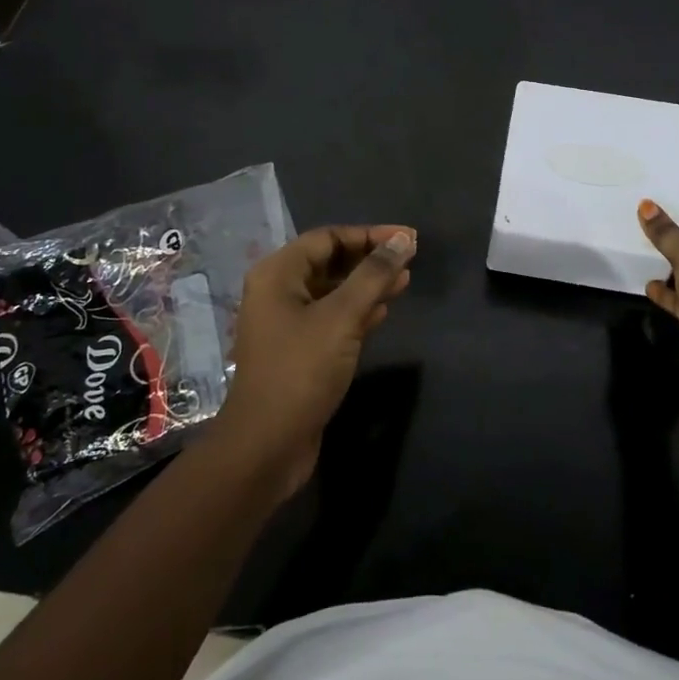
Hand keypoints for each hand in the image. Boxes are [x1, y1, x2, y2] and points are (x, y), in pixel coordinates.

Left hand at [214, 225, 415, 499]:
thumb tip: (403, 239)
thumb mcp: (342, 317)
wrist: (267, 445)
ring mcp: (287, 323)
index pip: (328, 238)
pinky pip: (332, 317)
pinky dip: (358, 311)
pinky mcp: (299, 350)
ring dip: (368, 285)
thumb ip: (374, 275)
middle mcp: (278, 292)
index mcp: (278, 274)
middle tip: (410, 260)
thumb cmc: (301, 370)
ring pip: (334, 291)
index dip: (370, 235)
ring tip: (405, 282)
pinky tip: (384, 312)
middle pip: (330, 262)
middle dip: (370, 259)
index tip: (408, 239)